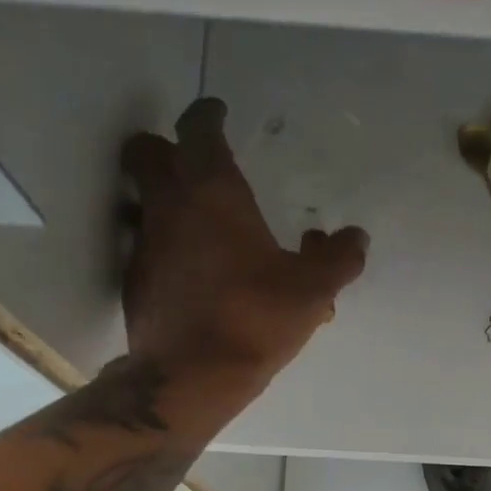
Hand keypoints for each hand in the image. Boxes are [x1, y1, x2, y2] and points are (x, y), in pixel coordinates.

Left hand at [120, 98, 368, 385]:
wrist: (191, 375)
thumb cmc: (254, 318)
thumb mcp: (311, 290)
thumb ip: (338, 259)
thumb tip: (356, 237)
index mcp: (213, 190)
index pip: (198, 128)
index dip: (208, 116)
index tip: (219, 115)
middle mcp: (169, 205)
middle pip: (148, 151)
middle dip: (167, 148)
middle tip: (195, 164)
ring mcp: (144, 243)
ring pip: (142, 199)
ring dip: (162, 198)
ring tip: (197, 223)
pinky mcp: (134, 280)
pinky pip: (147, 246)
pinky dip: (165, 246)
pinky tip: (192, 273)